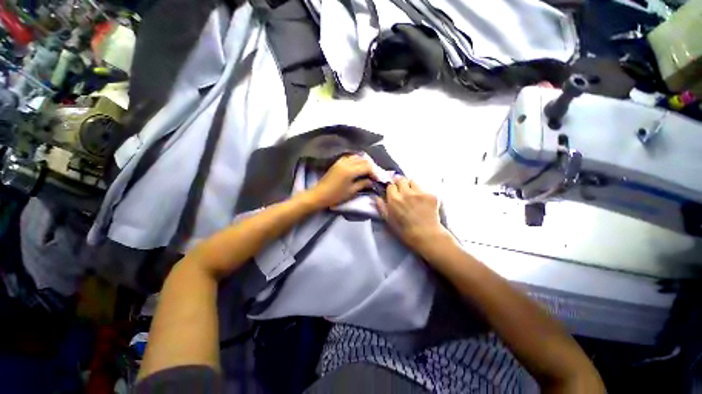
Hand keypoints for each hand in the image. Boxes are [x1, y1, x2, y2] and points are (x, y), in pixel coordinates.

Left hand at [307, 155, 376, 208]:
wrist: (319, 195)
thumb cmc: (336, 196)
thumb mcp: (351, 191)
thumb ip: (363, 184)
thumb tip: (372, 181)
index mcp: (351, 170)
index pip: (367, 166)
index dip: (374, 172)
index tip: (378, 178)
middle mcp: (346, 162)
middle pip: (363, 160)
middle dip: (370, 166)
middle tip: (374, 174)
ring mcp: (341, 161)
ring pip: (357, 157)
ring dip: (364, 162)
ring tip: (367, 171)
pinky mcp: (337, 163)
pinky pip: (350, 157)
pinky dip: (356, 160)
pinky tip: (358, 167)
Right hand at [375, 177, 449, 253]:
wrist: (426, 236)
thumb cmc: (404, 230)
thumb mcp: (388, 220)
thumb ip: (381, 206)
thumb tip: (376, 196)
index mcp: (394, 199)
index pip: (391, 185)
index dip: (392, 189)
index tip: (394, 193)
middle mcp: (406, 193)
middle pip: (401, 179)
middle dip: (400, 183)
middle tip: (402, 190)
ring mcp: (420, 193)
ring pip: (413, 181)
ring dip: (411, 186)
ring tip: (413, 194)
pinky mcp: (431, 195)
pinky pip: (424, 188)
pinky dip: (422, 192)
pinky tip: (423, 201)